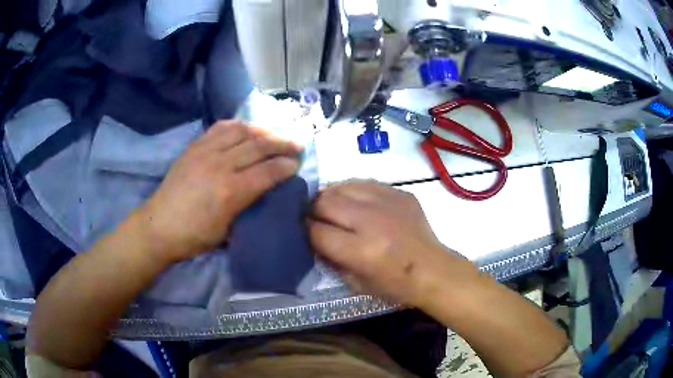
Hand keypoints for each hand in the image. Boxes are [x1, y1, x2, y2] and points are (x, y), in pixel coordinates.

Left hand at [135, 120, 301, 263]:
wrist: (159, 226)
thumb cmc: (194, 236)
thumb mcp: (227, 231)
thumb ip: (248, 207)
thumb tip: (266, 192)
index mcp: (230, 192)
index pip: (267, 171)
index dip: (286, 166)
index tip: (297, 164)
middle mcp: (220, 165)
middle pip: (259, 146)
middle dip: (282, 144)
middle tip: (297, 144)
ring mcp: (205, 152)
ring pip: (242, 131)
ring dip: (263, 131)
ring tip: (274, 134)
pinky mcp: (194, 146)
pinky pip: (220, 128)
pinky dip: (238, 125)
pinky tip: (246, 129)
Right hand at [308, 180, 479, 307]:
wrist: (433, 270)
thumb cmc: (395, 285)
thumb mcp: (356, 283)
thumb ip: (331, 259)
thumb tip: (314, 236)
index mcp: (361, 250)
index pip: (317, 231)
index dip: (305, 230)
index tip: (303, 230)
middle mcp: (372, 221)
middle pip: (326, 202)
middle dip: (314, 209)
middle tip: (316, 216)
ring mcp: (388, 202)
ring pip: (343, 186)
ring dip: (332, 196)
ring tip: (334, 206)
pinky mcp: (400, 193)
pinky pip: (366, 183)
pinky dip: (355, 191)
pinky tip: (356, 201)